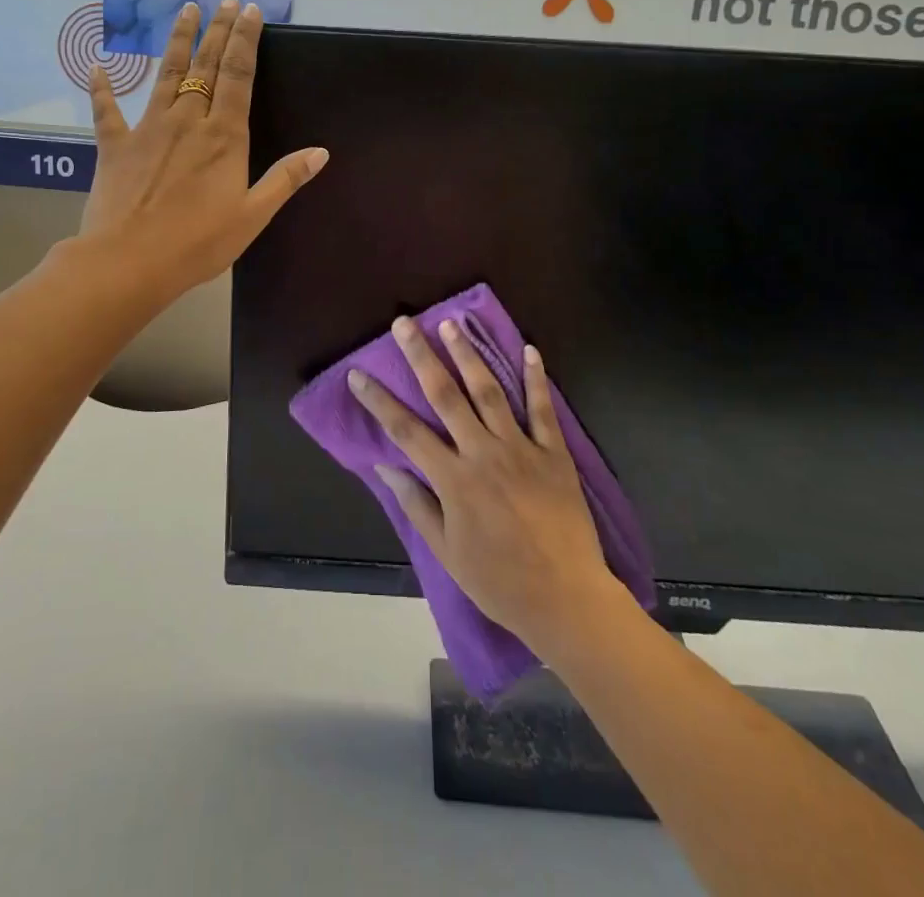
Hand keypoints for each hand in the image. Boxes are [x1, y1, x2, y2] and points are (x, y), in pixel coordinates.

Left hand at [79, 0, 326, 301]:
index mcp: (224, 136)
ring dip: (177, 40)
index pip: (238, 75)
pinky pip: (107, 110)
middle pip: (205, 65)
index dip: (245, 39)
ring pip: (166, 74)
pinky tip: (98, 66)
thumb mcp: (253, 216)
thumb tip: (321, 151)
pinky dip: (102, 88)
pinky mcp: (115, 145)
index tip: (250, 10)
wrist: (128, 261)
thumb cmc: (198, 243)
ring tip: (185, 10)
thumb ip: (285, 179)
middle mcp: (187, 120)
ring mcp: (148, 129)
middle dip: (218, 29)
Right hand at [348, 319, 621, 653]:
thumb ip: (417, 505)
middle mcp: (483, 453)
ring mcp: (520, 449)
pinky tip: (529, 350)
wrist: (565, 598)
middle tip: (404, 323)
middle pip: (445, 395)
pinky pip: (542, 409)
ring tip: (451, 324)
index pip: (406, 430)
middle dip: (421, 356)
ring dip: (468, 355)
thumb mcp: (447, 551)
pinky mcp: (554, 453)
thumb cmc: (499, 581)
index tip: (358, 374)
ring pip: (489, 391)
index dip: (379, 401)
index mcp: (453, 479)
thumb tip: (385, 466)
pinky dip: (536, 378)